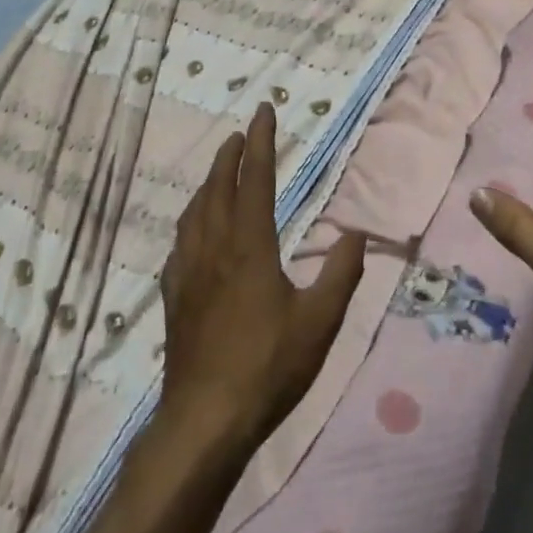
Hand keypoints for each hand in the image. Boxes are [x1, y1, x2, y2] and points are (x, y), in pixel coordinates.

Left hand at [158, 104, 365, 453]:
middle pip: (218, 187)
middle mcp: (215, 247)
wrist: (205, 421)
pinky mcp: (175, 298)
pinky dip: (190, 222)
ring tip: (218, 171)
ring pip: (195, 212)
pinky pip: (180, 244)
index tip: (264, 110)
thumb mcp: (320, 322)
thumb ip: (341, 273)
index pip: (254, 178)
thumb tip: (358, 233)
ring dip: (208, 183)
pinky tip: (193, 232)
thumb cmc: (268, 367)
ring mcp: (189, 272)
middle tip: (241, 133)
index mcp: (250, 245)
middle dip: (230, 155)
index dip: (261, 142)